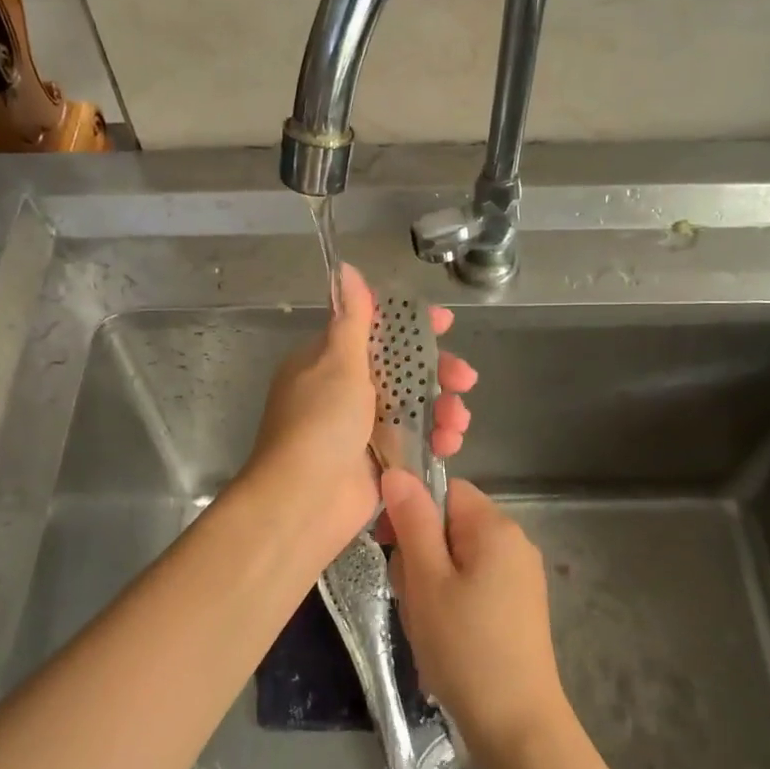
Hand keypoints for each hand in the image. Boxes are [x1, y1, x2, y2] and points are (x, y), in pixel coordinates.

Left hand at [245, 264, 476, 563]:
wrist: (305, 500)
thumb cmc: (320, 423)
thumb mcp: (337, 362)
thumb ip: (352, 318)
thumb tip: (345, 268)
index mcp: (329, 361)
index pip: (375, 330)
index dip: (412, 324)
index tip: (445, 323)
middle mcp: (346, 390)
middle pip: (404, 369)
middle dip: (438, 371)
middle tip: (464, 378)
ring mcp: (364, 427)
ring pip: (416, 405)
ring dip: (443, 408)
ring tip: (458, 419)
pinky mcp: (381, 460)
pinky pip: (417, 439)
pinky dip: (436, 438)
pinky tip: (451, 442)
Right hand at [381, 472, 570, 764]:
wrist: (517, 725)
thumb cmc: (464, 647)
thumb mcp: (427, 580)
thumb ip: (412, 521)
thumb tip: (397, 471)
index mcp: (495, 527)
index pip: (444, 491)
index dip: (411, 512)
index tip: (390, 548)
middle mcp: (515, 542)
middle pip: (450, 524)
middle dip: (420, 553)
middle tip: (409, 595)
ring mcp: (521, 576)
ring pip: (457, 557)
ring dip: (431, 581)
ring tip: (425, 622)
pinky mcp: (519, 606)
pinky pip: (474, 583)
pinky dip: (451, 600)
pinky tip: (444, 635)